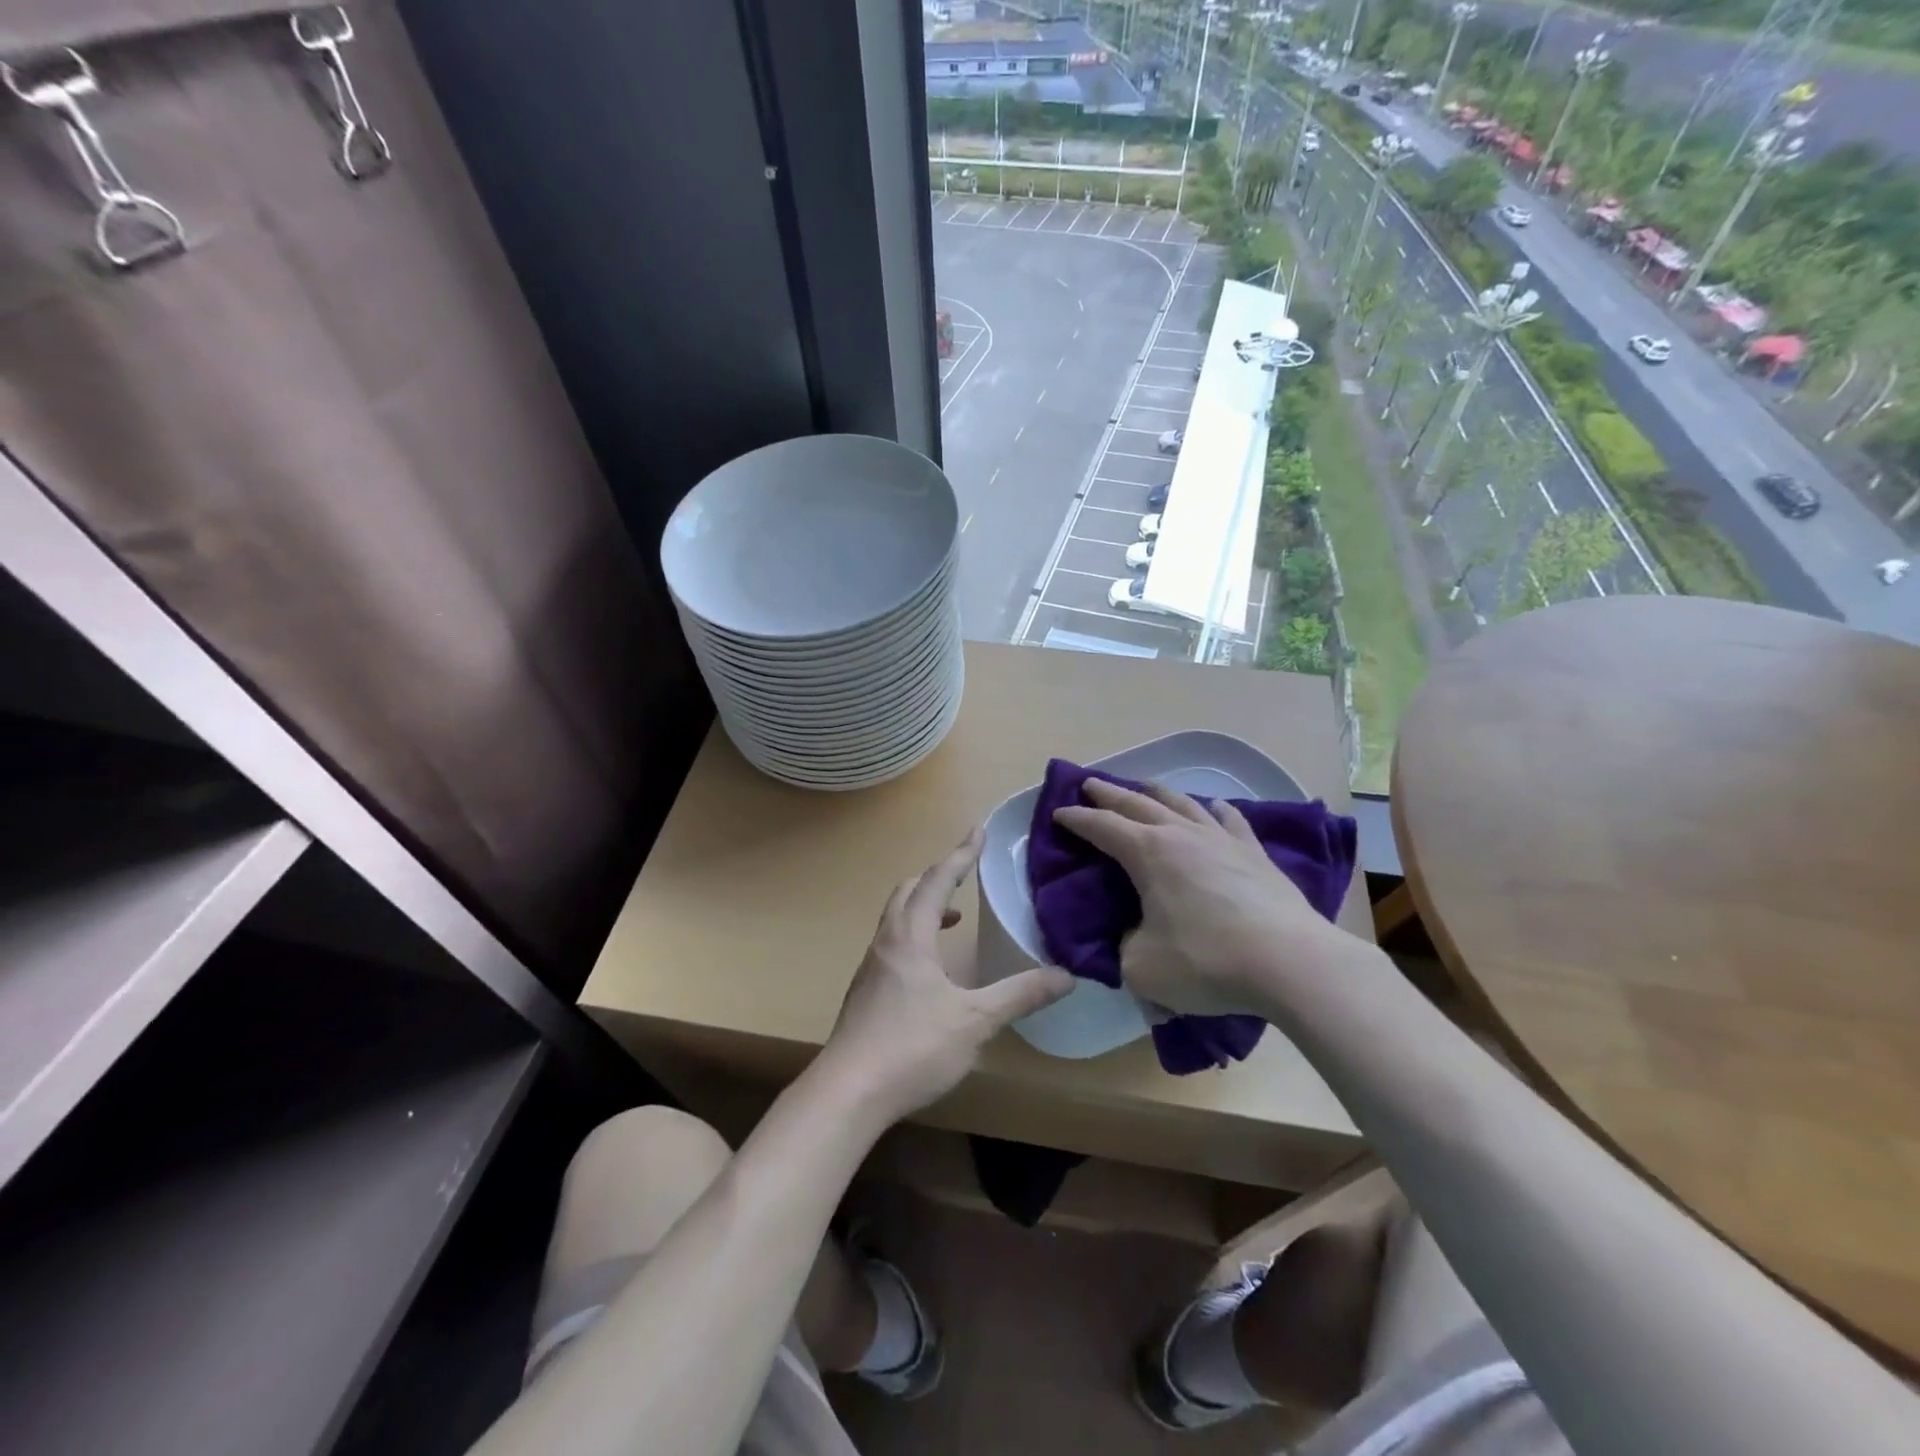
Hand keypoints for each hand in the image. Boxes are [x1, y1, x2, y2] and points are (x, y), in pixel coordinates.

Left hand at [818, 829, 1072, 1128]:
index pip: (938, 881)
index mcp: (911, 936)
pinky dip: (914, 935)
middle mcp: (886, 942)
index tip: (978, 831)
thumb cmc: (912, 1047)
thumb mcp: (975, 1021)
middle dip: (938, 875)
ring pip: (896, 918)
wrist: (847, 1092)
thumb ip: (1020, 995)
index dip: (961, 854)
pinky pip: (892, 943)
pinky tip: (931, 969)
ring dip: (924, 906)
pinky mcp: (865, 992)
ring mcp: (871, 967)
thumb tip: (1066, 976)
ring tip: (954, 918)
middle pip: (909, 891)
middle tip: (965, 871)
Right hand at [1052, 779, 1367, 1017]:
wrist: (1289, 962)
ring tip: (1144, 787)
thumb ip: (1124, 948)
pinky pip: (1229, 820)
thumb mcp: (1142, 967)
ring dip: (1156, 792)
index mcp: (1147, 853)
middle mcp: (1181, 834)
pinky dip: (1213, 809)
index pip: (1102, 827)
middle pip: (1138, 803)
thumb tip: (1133, 938)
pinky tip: (1214, 807)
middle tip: (1090, 785)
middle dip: (1110, 793)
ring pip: (1182, 802)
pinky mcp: (1255, 853)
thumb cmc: (1206, 961)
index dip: (1077, 820)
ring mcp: (1222, 839)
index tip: (1059, 813)